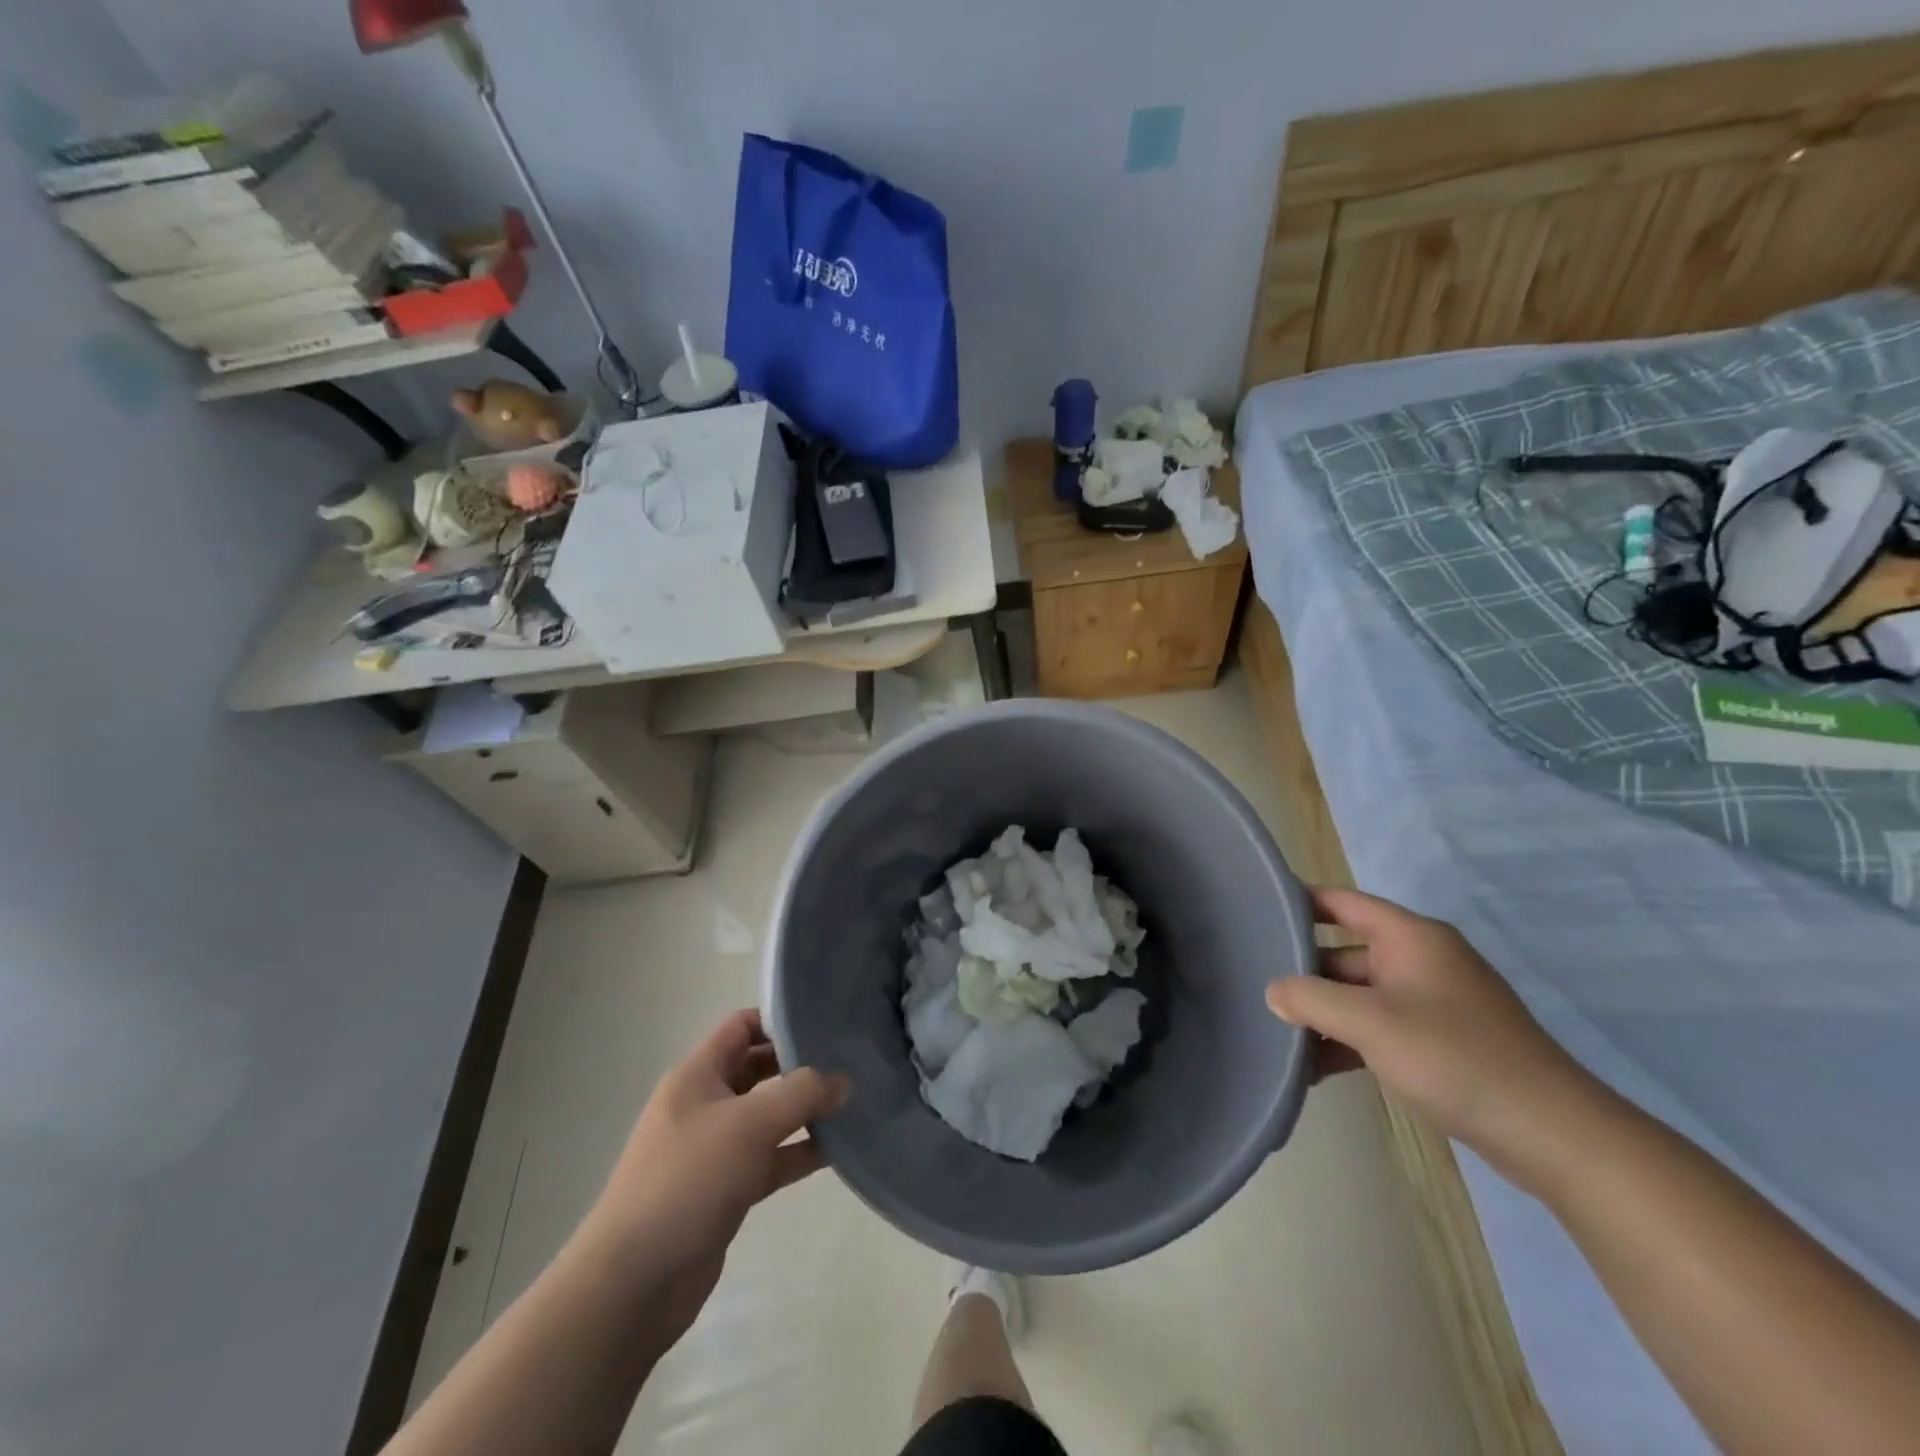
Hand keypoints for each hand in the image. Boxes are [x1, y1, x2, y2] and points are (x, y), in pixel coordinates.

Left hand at [573, 1009, 849, 1349]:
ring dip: (805, 1111)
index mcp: (697, 1074)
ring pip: (767, 1116)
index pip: (741, 1026)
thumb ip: (802, 1094)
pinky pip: (769, 1158)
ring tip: (853, 1103)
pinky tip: (837, 1150)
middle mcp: (704, 1104)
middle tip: (849, 1062)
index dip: (780, 1020)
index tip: (825, 1024)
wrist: (633, 1283)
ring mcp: (713, 1149)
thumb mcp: (750, 1124)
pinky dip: (798, 1152)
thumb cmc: (688, 1180)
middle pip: (758, 1069)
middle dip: (800, 1066)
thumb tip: (843, 1081)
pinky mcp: (725, 1190)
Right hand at [1266, 887, 1598, 1186]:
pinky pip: (1380, 1027)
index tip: (1256, 912)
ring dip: (1324, 1013)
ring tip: (1278, 1034)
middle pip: (1346, 952)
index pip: (1342, 902)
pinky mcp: (1441, 1042)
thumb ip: (1311, 999)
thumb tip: (1274, 992)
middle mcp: (1421, 961)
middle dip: (1304, 971)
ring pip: (1361, 995)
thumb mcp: (1371, 1023)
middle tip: (1255, 986)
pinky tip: (1315, 1068)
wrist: (1554, 1136)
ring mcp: (1433, 1003)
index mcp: (1411, 938)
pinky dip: (1349, 1041)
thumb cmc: (1456, 1058)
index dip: (1299, 902)